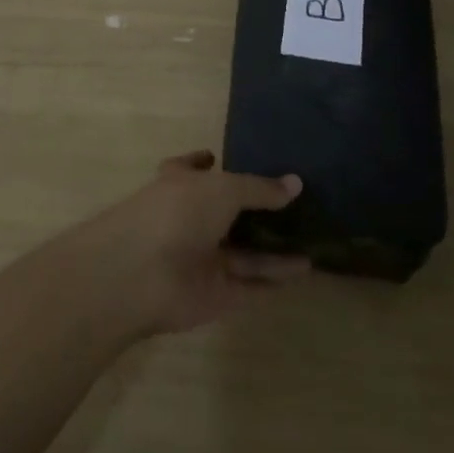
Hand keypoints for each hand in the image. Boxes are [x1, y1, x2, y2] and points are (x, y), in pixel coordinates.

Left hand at [73, 151, 306, 336]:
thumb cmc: (176, 213)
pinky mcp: (214, 295)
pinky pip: (250, 285)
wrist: (140, 276)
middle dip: (255, 212)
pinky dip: (274, 280)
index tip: (218, 157)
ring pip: (244, 253)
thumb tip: (295, 182)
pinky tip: (305, 270)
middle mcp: (189, 220)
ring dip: (274, 249)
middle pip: (226, 215)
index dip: (203, 163)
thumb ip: (259, 189)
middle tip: (294, 205)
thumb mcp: (223, 189)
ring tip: (313, 238)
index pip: (190, 169)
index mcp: (180, 184)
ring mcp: (201, 259)